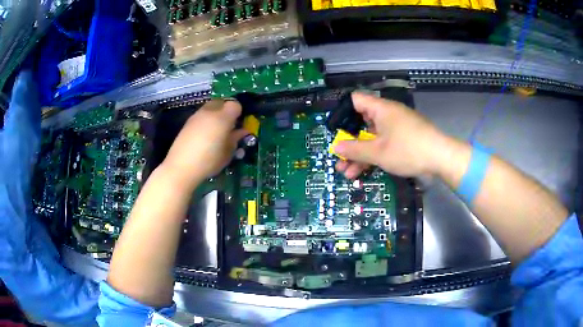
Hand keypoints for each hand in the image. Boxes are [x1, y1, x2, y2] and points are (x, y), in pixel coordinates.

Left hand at [161, 100, 247, 187]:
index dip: (239, 113)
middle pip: (221, 102)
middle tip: (229, 125)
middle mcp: (209, 112)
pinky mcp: (187, 122)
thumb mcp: (227, 153)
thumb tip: (241, 131)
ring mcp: (196, 115)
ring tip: (216, 131)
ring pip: (210, 107)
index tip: (239, 124)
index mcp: (222, 118)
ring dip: (215, 115)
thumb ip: (235, 139)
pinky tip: (204, 135)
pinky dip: (205, 121)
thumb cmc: (209, 161)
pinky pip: (201, 115)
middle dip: (227, 110)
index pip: (235, 105)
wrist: (181, 167)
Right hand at [335, 92, 453, 178]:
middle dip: (349, 143)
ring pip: (372, 137)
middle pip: (361, 123)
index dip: (342, 112)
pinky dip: (373, 156)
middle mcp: (387, 114)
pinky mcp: (404, 139)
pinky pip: (383, 144)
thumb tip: (335, 147)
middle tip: (339, 158)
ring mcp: (396, 127)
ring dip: (359, 154)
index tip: (335, 130)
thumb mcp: (378, 152)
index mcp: (380, 109)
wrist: (441, 158)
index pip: (355, 100)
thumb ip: (354, 149)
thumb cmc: (408, 149)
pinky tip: (363, 172)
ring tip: (347, 173)